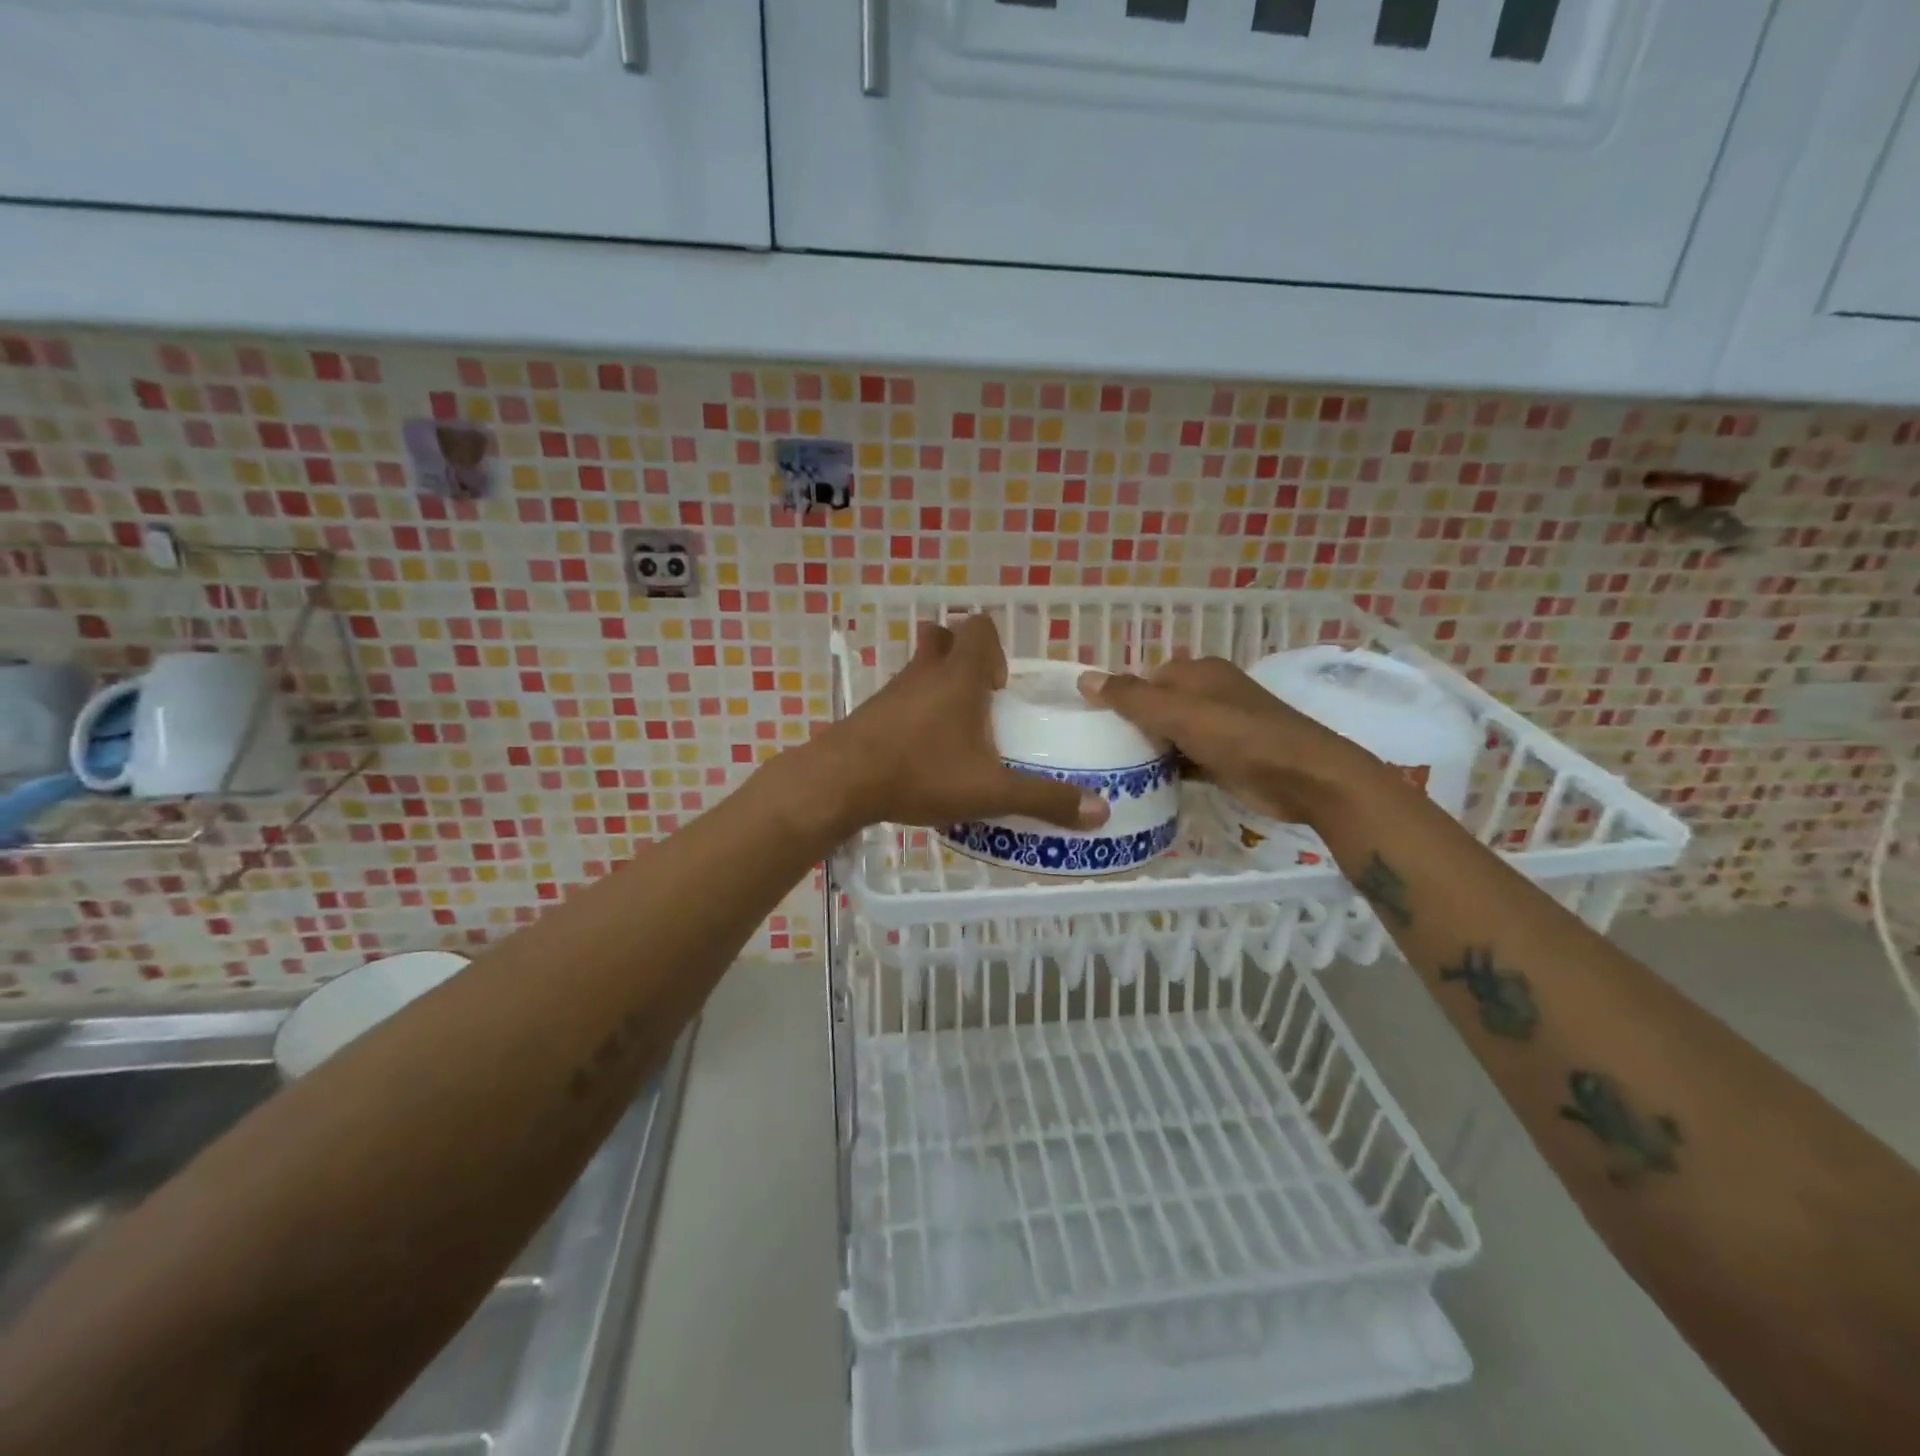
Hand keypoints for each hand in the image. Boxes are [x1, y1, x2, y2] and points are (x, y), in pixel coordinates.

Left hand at [814, 616, 1110, 834]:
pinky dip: (915, 711)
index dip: (996, 649)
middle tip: (980, 702)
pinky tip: (921, 751)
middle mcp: (925, 672)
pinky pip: (900, 696)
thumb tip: (1100, 811)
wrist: (841, 782)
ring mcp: (893, 690)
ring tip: (955, 730)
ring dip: (939, 685)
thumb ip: (1044, 799)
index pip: (979, 627)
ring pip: (920, 667)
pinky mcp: (871, 712)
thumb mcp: (990, 791)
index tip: (1001, 690)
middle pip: (944, 638)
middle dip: (966, 660)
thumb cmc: (920, 773)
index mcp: (959, 676)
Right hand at [1078, 657, 1376, 824]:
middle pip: (1157, 706)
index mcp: (1199, 673)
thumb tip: (1084, 678)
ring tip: (1109, 770)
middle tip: (1096, 750)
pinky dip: (1168, 769)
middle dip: (1131, 725)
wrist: (1305, 779)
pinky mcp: (1226, 759)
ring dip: (1148, 750)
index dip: (1119, 696)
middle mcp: (1209, 694)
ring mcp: (1220, 728)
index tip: (1090, 722)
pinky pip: (1186, 760)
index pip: (1146, 678)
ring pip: (1170, 735)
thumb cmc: (1240, 737)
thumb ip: (1131, 698)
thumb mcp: (1179, 714)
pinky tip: (1143, 785)